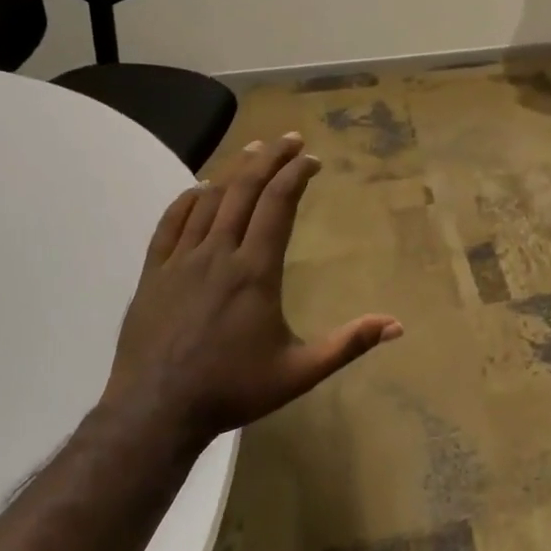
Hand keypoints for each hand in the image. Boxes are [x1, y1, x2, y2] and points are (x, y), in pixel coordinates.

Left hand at [102, 133, 401, 440]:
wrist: (155, 413)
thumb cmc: (232, 390)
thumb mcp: (299, 373)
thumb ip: (348, 345)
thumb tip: (397, 326)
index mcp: (255, 271)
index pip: (278, 205)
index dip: (296, 175)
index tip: (311, 159)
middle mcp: (218, 254)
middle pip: (244, 190)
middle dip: (269, 158)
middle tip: (289, 138)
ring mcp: (180, 261)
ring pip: (209, 200)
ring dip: (233, 170)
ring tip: (252, 150)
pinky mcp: (153, 273)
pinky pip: (170, 223)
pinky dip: (188, 198)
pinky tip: (199, 188)